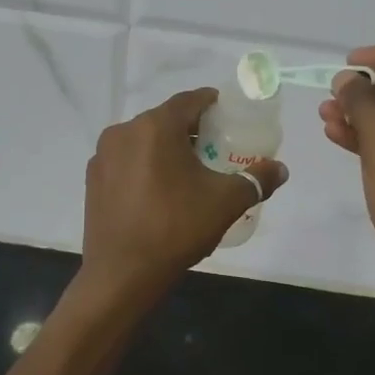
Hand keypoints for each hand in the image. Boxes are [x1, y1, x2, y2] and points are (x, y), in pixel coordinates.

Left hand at [81, 89, 287, 298]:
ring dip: (166, 148)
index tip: (228, 114)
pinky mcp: (93, 180)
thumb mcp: (225, 202)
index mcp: (155, 127)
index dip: (211, 103)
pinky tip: (159, 191)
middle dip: (190, 129)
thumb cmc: (176, 228)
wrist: (123, 274)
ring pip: (142, 141)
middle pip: (164, 120)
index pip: (189, 100)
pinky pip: (126, 161)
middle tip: (215, 147)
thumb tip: (281, 169)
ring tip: (188, 171)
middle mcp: (123, 132)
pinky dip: (144, 166)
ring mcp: (103, 157)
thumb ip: (256, 180)